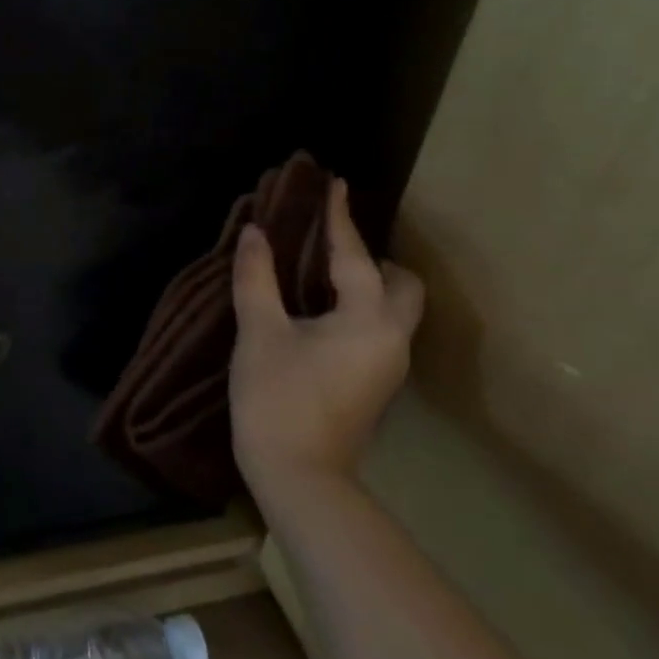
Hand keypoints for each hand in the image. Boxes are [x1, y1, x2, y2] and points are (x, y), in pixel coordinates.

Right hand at [229, 180, 423, 506]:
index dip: (339, 219)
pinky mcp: (376, 384)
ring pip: (395, 310)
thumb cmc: (277, 397)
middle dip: (374, 259)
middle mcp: (391, 338)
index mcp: (367, 319)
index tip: (334, 184)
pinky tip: (322, 314)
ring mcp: (388, 365)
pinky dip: (361, 309)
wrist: (298, 474)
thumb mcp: (259, 332)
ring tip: (323, 275)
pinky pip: (380, 329)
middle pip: (403, 286)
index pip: (355, 256)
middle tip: (331, 248)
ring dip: (370, 285)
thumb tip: (254, 233)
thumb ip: (257, 278)